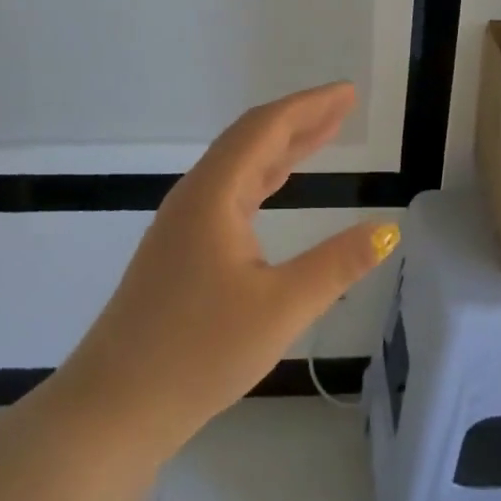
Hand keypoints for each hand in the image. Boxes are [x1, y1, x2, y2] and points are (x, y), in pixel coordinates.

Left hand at [53, 82, 398, 462]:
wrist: (114, 407)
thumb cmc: (198, 353)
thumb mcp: (280, 308)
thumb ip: (336, 265)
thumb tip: (387, 229)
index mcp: (214, 195)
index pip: (266, 129)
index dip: (310, 105)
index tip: (348, 92)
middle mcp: (195, 197)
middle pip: (251, 140)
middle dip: (299, 120)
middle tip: (343, 107)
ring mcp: (182, 224)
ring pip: (238, 167)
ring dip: (282, 148)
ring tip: (322, 135)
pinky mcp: (179, 251)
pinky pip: (229, 194)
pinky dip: (263, 179)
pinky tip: (276, 187)